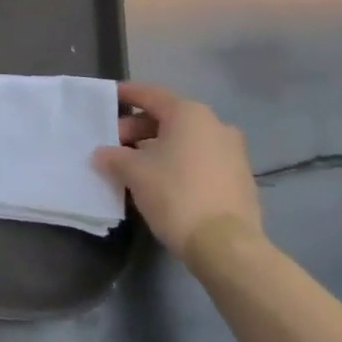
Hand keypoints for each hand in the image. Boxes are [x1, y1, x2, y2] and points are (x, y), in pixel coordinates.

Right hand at [93, 81, 262, 257]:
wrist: (226, 246)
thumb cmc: (176, 195)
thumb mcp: (135, 173)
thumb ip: (114, 157)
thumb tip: (101, 154)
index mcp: (189, 114)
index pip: (151, 94)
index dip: (127, 94)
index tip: (108, 97)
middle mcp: (215, 124)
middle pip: (168, 118)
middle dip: (138, 128)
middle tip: (115, 144)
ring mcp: (232, 152)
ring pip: (186, 141)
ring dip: (158, 148)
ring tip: (134, 166)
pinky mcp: (240, 179)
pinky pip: (200, 160)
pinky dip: (179, 163)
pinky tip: (161, 183)